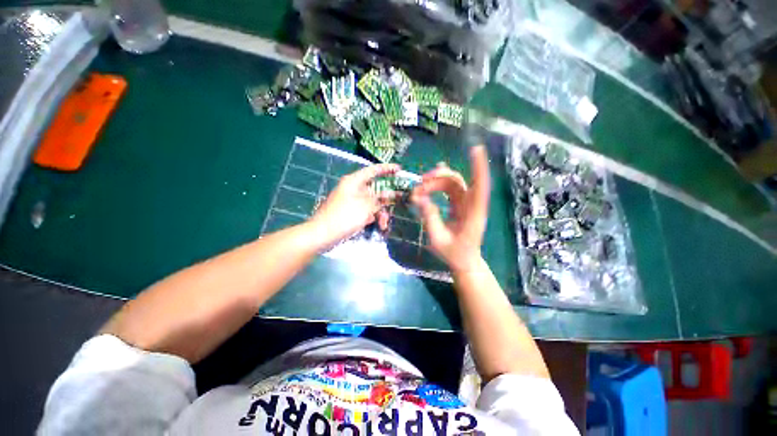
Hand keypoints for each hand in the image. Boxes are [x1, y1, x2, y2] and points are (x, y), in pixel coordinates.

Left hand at [310, 163, 399, 246]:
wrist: (322, 235)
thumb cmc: (344, 217)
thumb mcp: (365, 207)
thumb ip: (379, 199)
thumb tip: (390, 194)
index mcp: (354, 182)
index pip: (373, 171)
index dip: (387, 169)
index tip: (399, 170)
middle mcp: (353, 189)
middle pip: (375, 189)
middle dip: (387, 199)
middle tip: (400, 201)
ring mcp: (352, 201)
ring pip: (372, 202)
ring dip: (380, 212)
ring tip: (383, 224)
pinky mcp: (350, 212)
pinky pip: (366, 211)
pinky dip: (372, 217)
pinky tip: (376, 225)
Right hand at [411, 146, 490, 272]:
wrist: (464, 261)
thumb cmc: (454, 254)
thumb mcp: (438, 239)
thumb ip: (430, 218)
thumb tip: (419, 198)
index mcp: (473, 214)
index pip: (479, 187)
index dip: (478, 169)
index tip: (476, 150)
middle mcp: (472, 205)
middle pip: (457, 182)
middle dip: (438, 178)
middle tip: (419, 185)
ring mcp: (467, 204)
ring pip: (453, 183)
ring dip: (435, 181)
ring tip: (419, 188)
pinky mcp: (461, 205)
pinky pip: (452, 188)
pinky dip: (440, 182)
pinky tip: (432, 178)